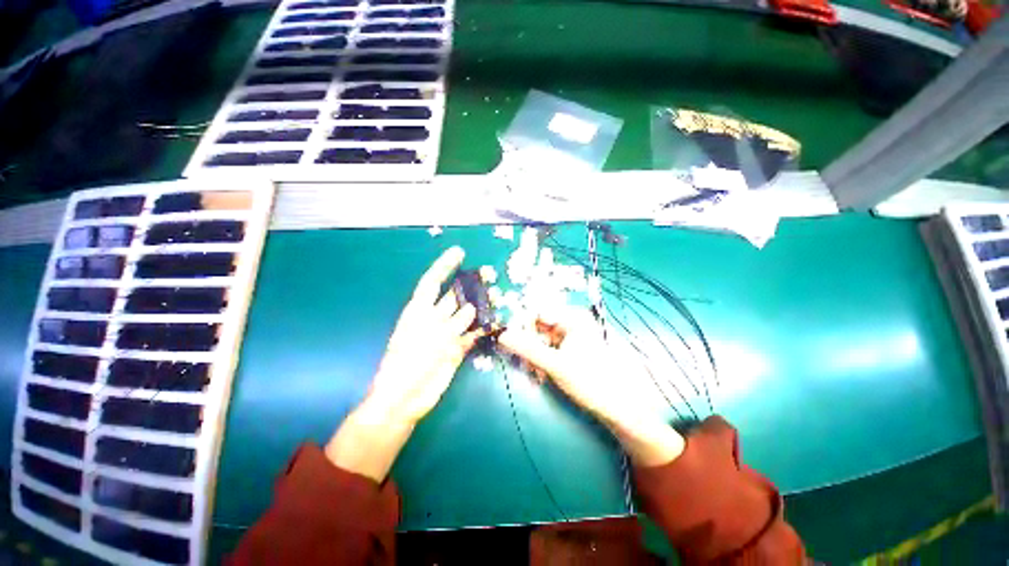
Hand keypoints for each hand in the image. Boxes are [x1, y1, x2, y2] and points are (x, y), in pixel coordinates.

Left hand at [326, 247, 479, 480]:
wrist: (404, 400)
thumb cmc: (407, 367)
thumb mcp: (428, 341)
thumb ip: (452, 325)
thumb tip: (472, 309)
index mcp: (419, 311)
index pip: (432, 281)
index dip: (445, 265)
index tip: (460, 252)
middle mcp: (434, 318)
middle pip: (455, 295)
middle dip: (471, 284)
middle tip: (490, 274)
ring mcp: (447, 334)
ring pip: (467, 314)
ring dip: (481, 305)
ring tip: (498, 297)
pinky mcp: (456, 349)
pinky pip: (472, 335)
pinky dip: (483, 329)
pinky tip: (495, 324)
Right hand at [498, 306, 684, 466]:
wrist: (618, 408)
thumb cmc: (590, 381)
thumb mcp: (554, 364)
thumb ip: (527, 348)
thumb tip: (501, 334)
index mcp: (573, 318)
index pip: (538, 312)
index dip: (521, 324)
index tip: (507, 339)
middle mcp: (572, 322)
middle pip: (539, 326)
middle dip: (528, 343)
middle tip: (520, 361)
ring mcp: (572, 336)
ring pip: (542, 339)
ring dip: (533, 354)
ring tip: (533, 373)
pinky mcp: (571, 349)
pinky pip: (549, 349)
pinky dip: (542, 360)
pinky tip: (540, 374)